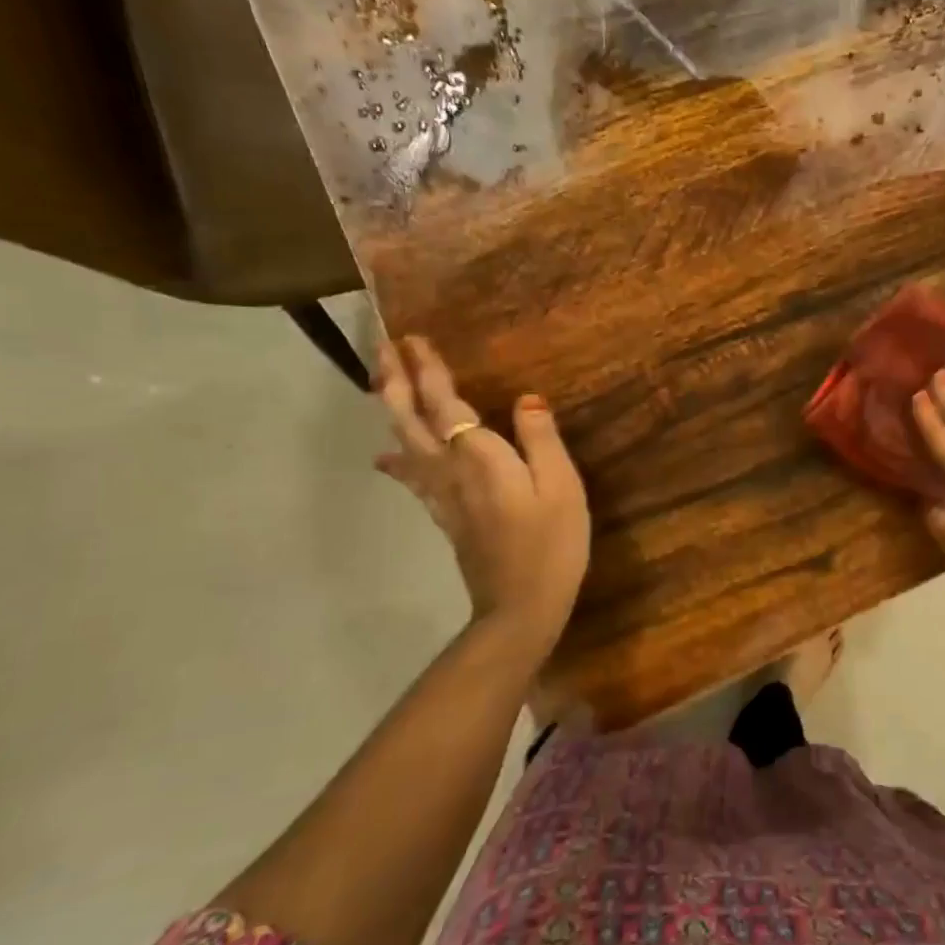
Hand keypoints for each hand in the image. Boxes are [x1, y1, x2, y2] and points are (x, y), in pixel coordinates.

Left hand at [373, 337, 589, 656]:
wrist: (521, 606)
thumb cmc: (551, 543)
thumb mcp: (562, 485)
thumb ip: (541, 439)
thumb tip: (526, 398)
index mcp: (478, 456)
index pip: (444, 402)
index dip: (428, 369)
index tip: (413, 338)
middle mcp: (449, 470)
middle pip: (409, 419)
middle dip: (395, 380)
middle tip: (384, 348)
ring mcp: (442, 496)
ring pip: (404, 443)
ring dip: (391, 409)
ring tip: (382, 385)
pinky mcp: (445, 517)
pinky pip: (412, 477)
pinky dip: (396, 459)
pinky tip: (386, 458)